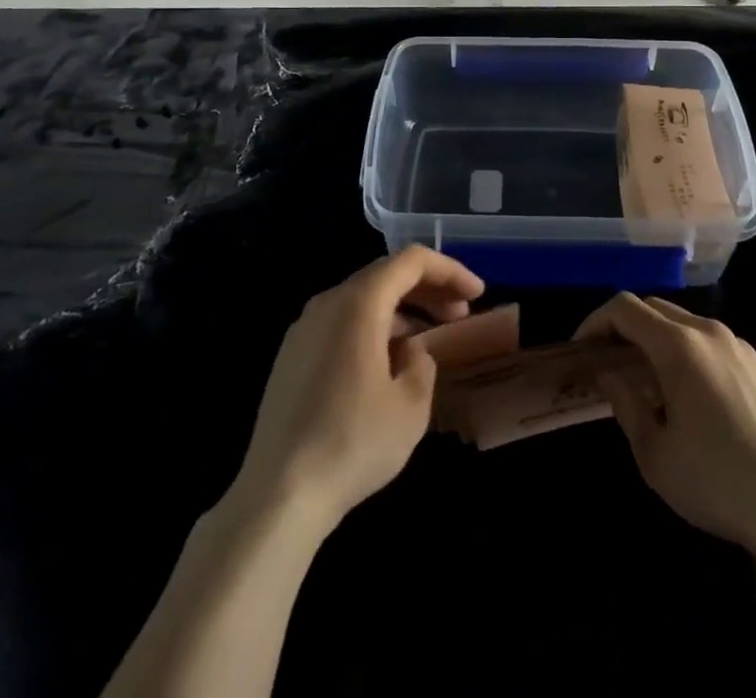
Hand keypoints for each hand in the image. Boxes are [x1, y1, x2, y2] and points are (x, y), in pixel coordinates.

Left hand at [233, 247, 483, 533]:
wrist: (278, 494)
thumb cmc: (353, 442)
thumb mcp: (411, 406)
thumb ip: (423, 363)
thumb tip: (412, 352)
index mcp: (358, 303)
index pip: (411, 261)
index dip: (450, 270)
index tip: (477, 295)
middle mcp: (328, 303)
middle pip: (386, 275)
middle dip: (428, 290)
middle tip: (461, 316)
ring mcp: (304, 329)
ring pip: (363, 300)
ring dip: (402, 311)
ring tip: (430, 341)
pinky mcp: (292, 357)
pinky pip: (342, 324)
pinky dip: (375, 328)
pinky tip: (389, 365)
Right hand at [578, 294, 755, 553]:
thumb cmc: (716, 481)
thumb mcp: (654, 453)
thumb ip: (625, 403)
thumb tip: (610, 374)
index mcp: (678, 346)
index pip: (625, 308)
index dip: (596, 321)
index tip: (582, 349)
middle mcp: (709, 332)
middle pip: (655, 309)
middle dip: (626, 328)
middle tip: (610, 362)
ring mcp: (741, 347)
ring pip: (687, 325)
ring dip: (659, 341)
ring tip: (651, 382)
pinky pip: (715, 346)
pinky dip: (691, 355)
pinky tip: (695, 399)